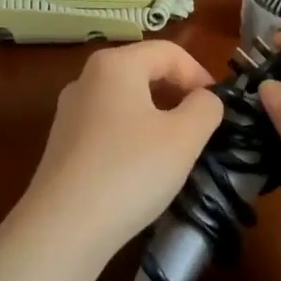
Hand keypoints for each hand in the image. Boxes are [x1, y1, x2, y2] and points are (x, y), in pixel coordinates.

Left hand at [18, 40, 223, 263]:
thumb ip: (206, 108)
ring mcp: (69, 112)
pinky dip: (132, 135)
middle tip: (202, 126)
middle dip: (178, 93)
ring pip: (125, 100)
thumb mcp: (185, 137)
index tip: (218, 107)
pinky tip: (141, 167)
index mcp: (115, 65)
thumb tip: (205, 99)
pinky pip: (107, 125)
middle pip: (144, 71)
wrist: (64, 228)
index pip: (169, 52)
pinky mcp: (62, 144)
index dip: (200, 74)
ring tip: (176, 148)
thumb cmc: (131, 171)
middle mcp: (86, 79)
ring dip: (156, 116)